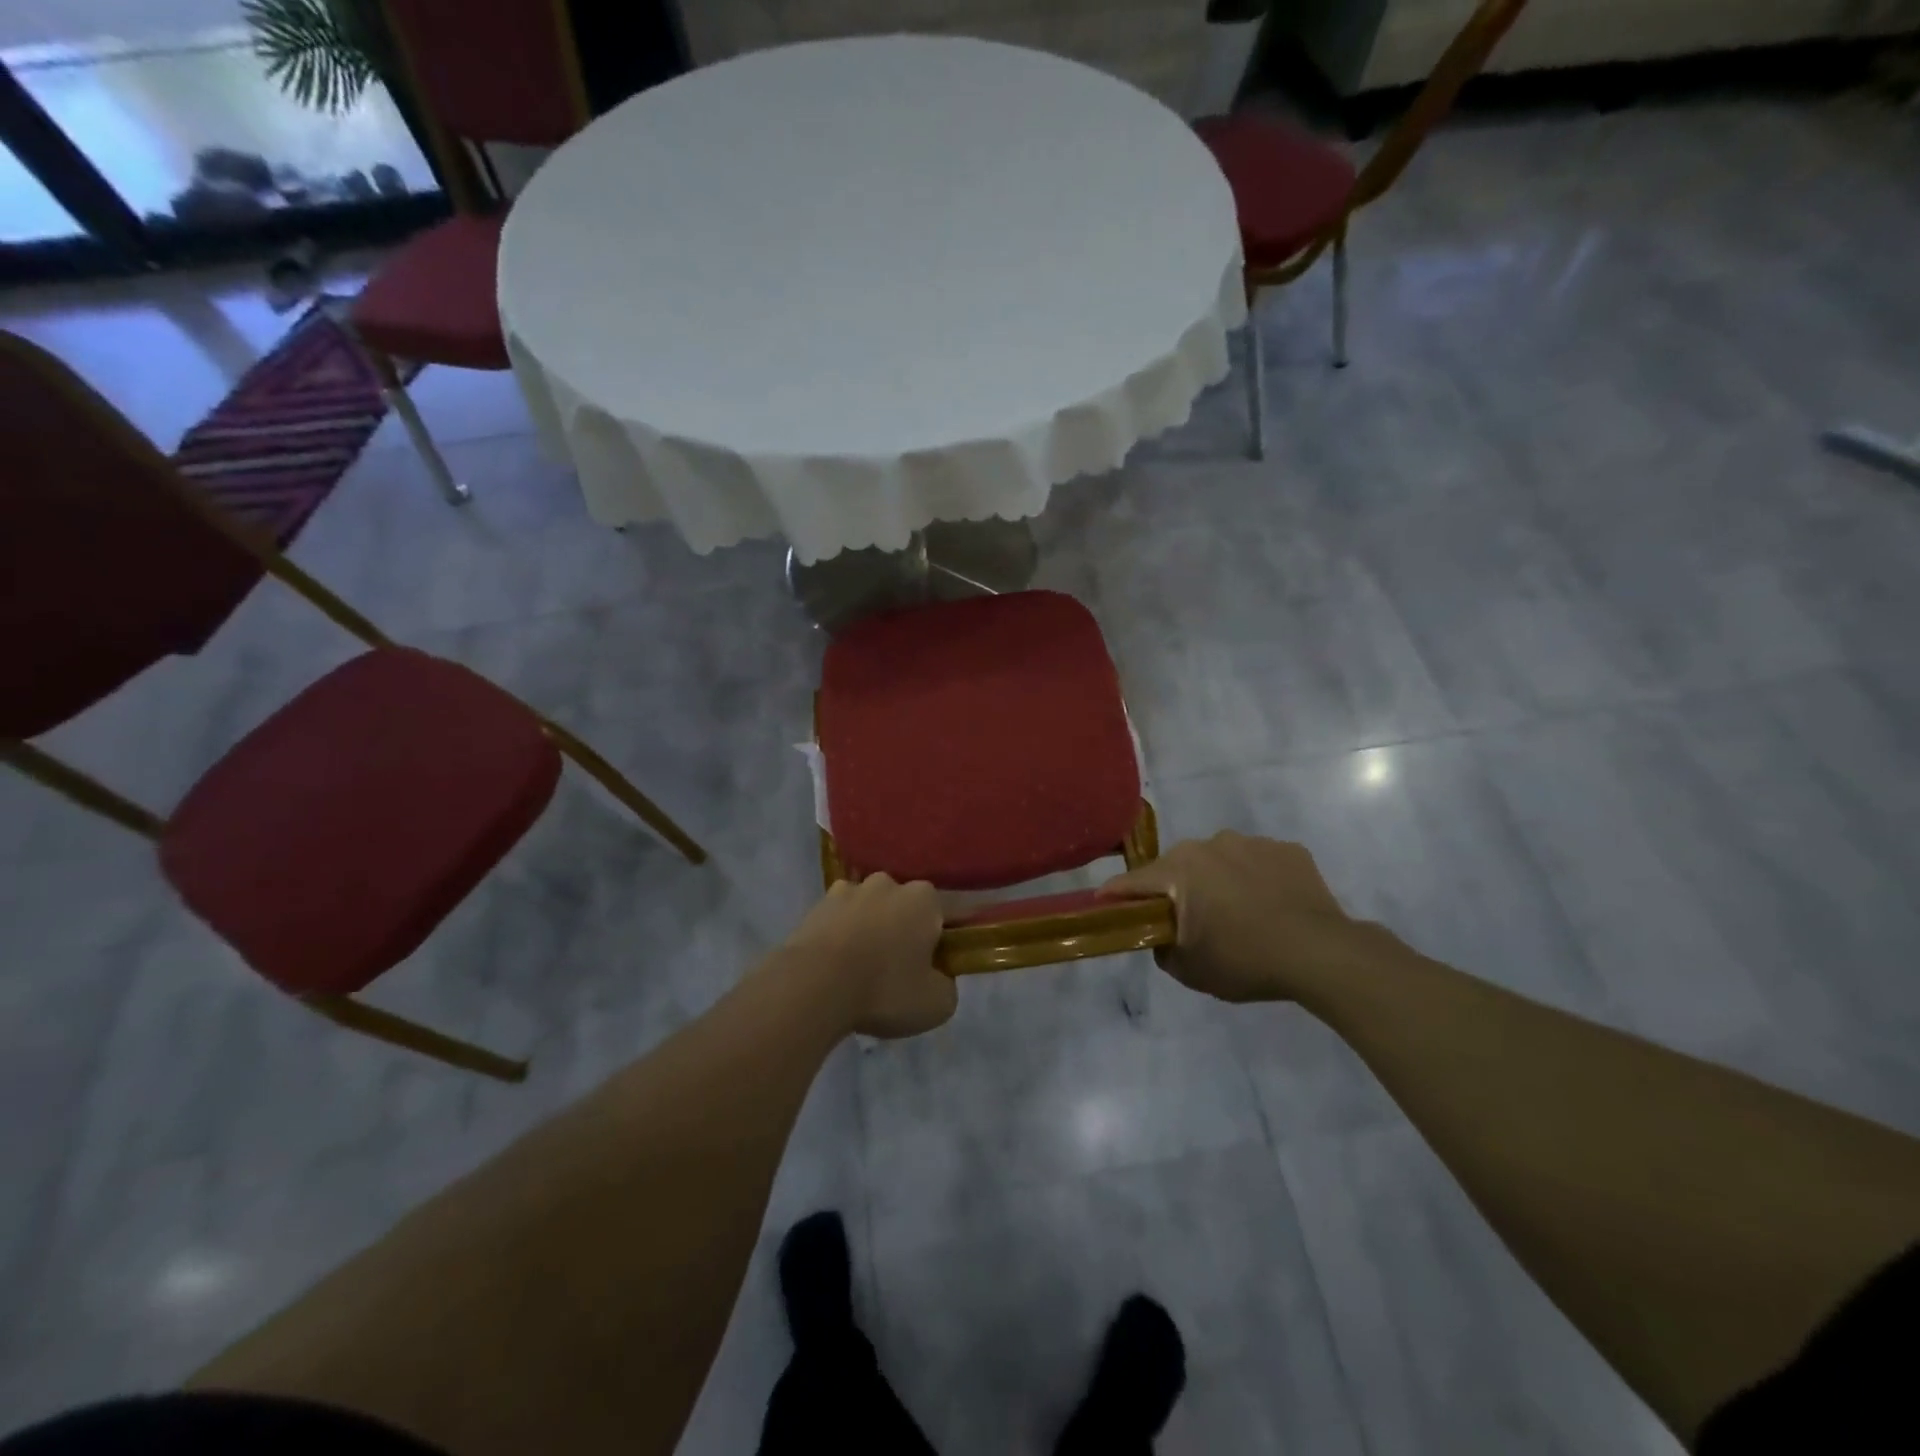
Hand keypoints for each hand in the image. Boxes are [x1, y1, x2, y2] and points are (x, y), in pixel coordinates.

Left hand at [782, 875, 955, 1038]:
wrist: (814, 986)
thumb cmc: (885, 990)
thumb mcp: (937, 1004)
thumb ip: (947, 985)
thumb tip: (938, 978)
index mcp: (924, 899)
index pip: (942, 914)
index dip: (938, 941)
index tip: (930, 968)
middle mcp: (888, 883)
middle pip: (902, 908)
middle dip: (901, 930)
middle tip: (895, 970)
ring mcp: (848, 890)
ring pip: (867, 911)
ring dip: (867, 930)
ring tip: (858, 970)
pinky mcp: (815, 906)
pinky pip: (836, 921)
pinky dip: (838, 937)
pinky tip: (833, 967)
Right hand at [1101, 832, 1373, 1004]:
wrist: (1321, 954)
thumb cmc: (1245, 960)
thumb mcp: (1189, 969)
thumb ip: (1161, 948)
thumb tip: (1161, 935)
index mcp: (1180, 869)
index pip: (1134, 881)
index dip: (1116, 895)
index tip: (1104, 905)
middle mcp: (1210, 843)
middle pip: (1178, 867)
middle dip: (1176, 890)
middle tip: (1188, 922)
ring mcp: (1252, 843)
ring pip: (1220, 861)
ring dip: (1218, 881)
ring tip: (1238, 915)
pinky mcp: (1288, 850)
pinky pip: (1258, 863)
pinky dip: (1256, 880)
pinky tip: (1271, 907)